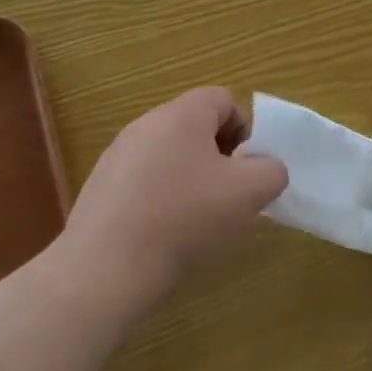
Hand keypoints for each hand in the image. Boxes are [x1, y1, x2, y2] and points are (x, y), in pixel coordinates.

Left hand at [56, 88, 287, 313]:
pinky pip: (144, 183)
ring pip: (171, 157)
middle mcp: (145, 124)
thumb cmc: (185, 219)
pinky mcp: (100, 189)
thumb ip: (271, 171)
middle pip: (196, 128)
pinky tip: (164, 236)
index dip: (245, 131)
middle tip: (229, 197)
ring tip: (198, 222)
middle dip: (220, 158)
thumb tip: (264, 168)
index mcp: (181, 114)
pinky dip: (161, 201)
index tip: (248, 170)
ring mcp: (117, 157)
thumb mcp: (249, 193)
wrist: (104, 271)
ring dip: (191, 181)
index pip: (224, 100)